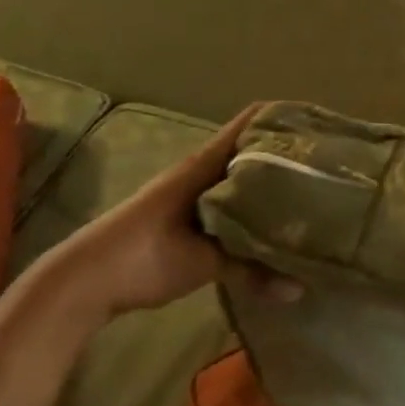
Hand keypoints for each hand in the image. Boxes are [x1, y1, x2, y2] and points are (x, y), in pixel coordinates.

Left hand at [35, 104, 301, 323]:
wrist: (79, 284)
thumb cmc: (142, 257)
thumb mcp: (203, 264)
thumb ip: (252, 271)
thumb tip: (300, 289)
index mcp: (204, 165)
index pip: (250, 122)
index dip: (282, 116)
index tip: (319, 124)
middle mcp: (198, 171)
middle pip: (249, 148)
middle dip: (284, 152)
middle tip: (325, 161)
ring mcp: (188, 192)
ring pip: (238, 175)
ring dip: (266, 179)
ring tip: (308, 188)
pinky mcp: (181, 216)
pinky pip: (226, 199)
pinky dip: (248, 203)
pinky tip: (269, 220)